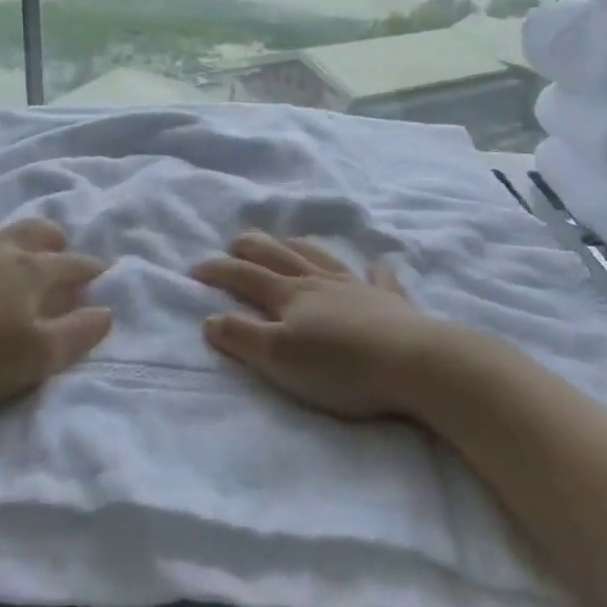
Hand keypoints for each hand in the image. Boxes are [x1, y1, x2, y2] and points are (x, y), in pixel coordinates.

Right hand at [191, 231, 437, 419]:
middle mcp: (319, 282)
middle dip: (252, 246)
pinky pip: (378, 277)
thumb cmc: (340, 366)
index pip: (245, 276)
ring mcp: (357, 287)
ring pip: (321, 257)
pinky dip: (372, 269)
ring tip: (287, 240)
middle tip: (235, 240)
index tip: (194, 268)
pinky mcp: (390, 302)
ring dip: (299, 247)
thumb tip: (209, 318)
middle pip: (279, 255)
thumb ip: (243, 337)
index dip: (218, 270)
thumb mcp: (280, 358)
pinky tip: (373, 265)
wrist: (412, 362)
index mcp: (290, 295)